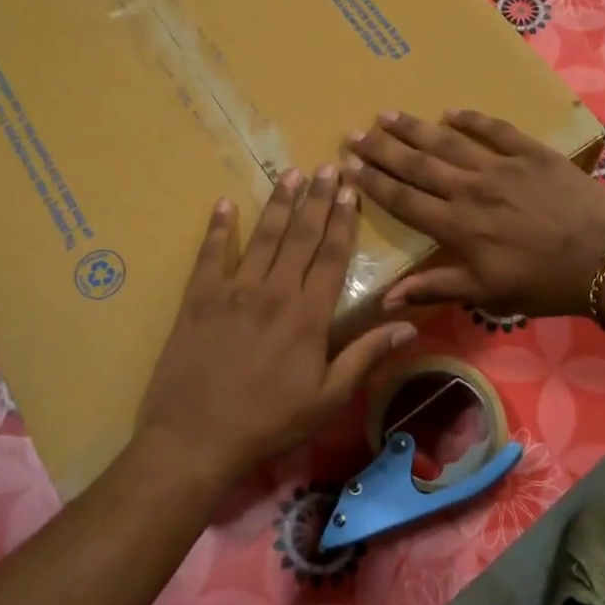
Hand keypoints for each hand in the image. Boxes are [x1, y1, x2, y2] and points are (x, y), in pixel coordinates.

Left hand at [136, 166, 416, 487]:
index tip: (351, 191)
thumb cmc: (269, 422)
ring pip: (262, 237)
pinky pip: (211, 254)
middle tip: (328, 167)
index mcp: (308, 315)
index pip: (332, 257)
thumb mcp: (327, 399)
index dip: (343, 222)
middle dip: (317, 199)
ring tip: (291, 174)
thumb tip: (408, 324)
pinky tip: (225, 204)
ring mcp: (234, 291)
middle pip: (301, 237)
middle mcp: (274, 292)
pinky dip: (218, 228)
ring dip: (279, 204)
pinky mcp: (199, 298)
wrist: (195, 438)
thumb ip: (365, 356)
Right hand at [346, 110, 604, 317]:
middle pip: (417, 164)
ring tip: (388, 114)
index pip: (404, 199)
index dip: (373, 182)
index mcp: (457, 226)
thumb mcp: (488, 294)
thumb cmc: (543, 283)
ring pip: (448, 143)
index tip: (348, 165)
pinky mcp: (532, 153)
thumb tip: (385, 300)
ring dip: (415, 129)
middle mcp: (470, 190)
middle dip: (382, 148)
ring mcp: (501, 167)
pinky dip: (472, 119)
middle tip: (355, 132)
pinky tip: (451, 111)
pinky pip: (496, 129)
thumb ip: (436, 288)